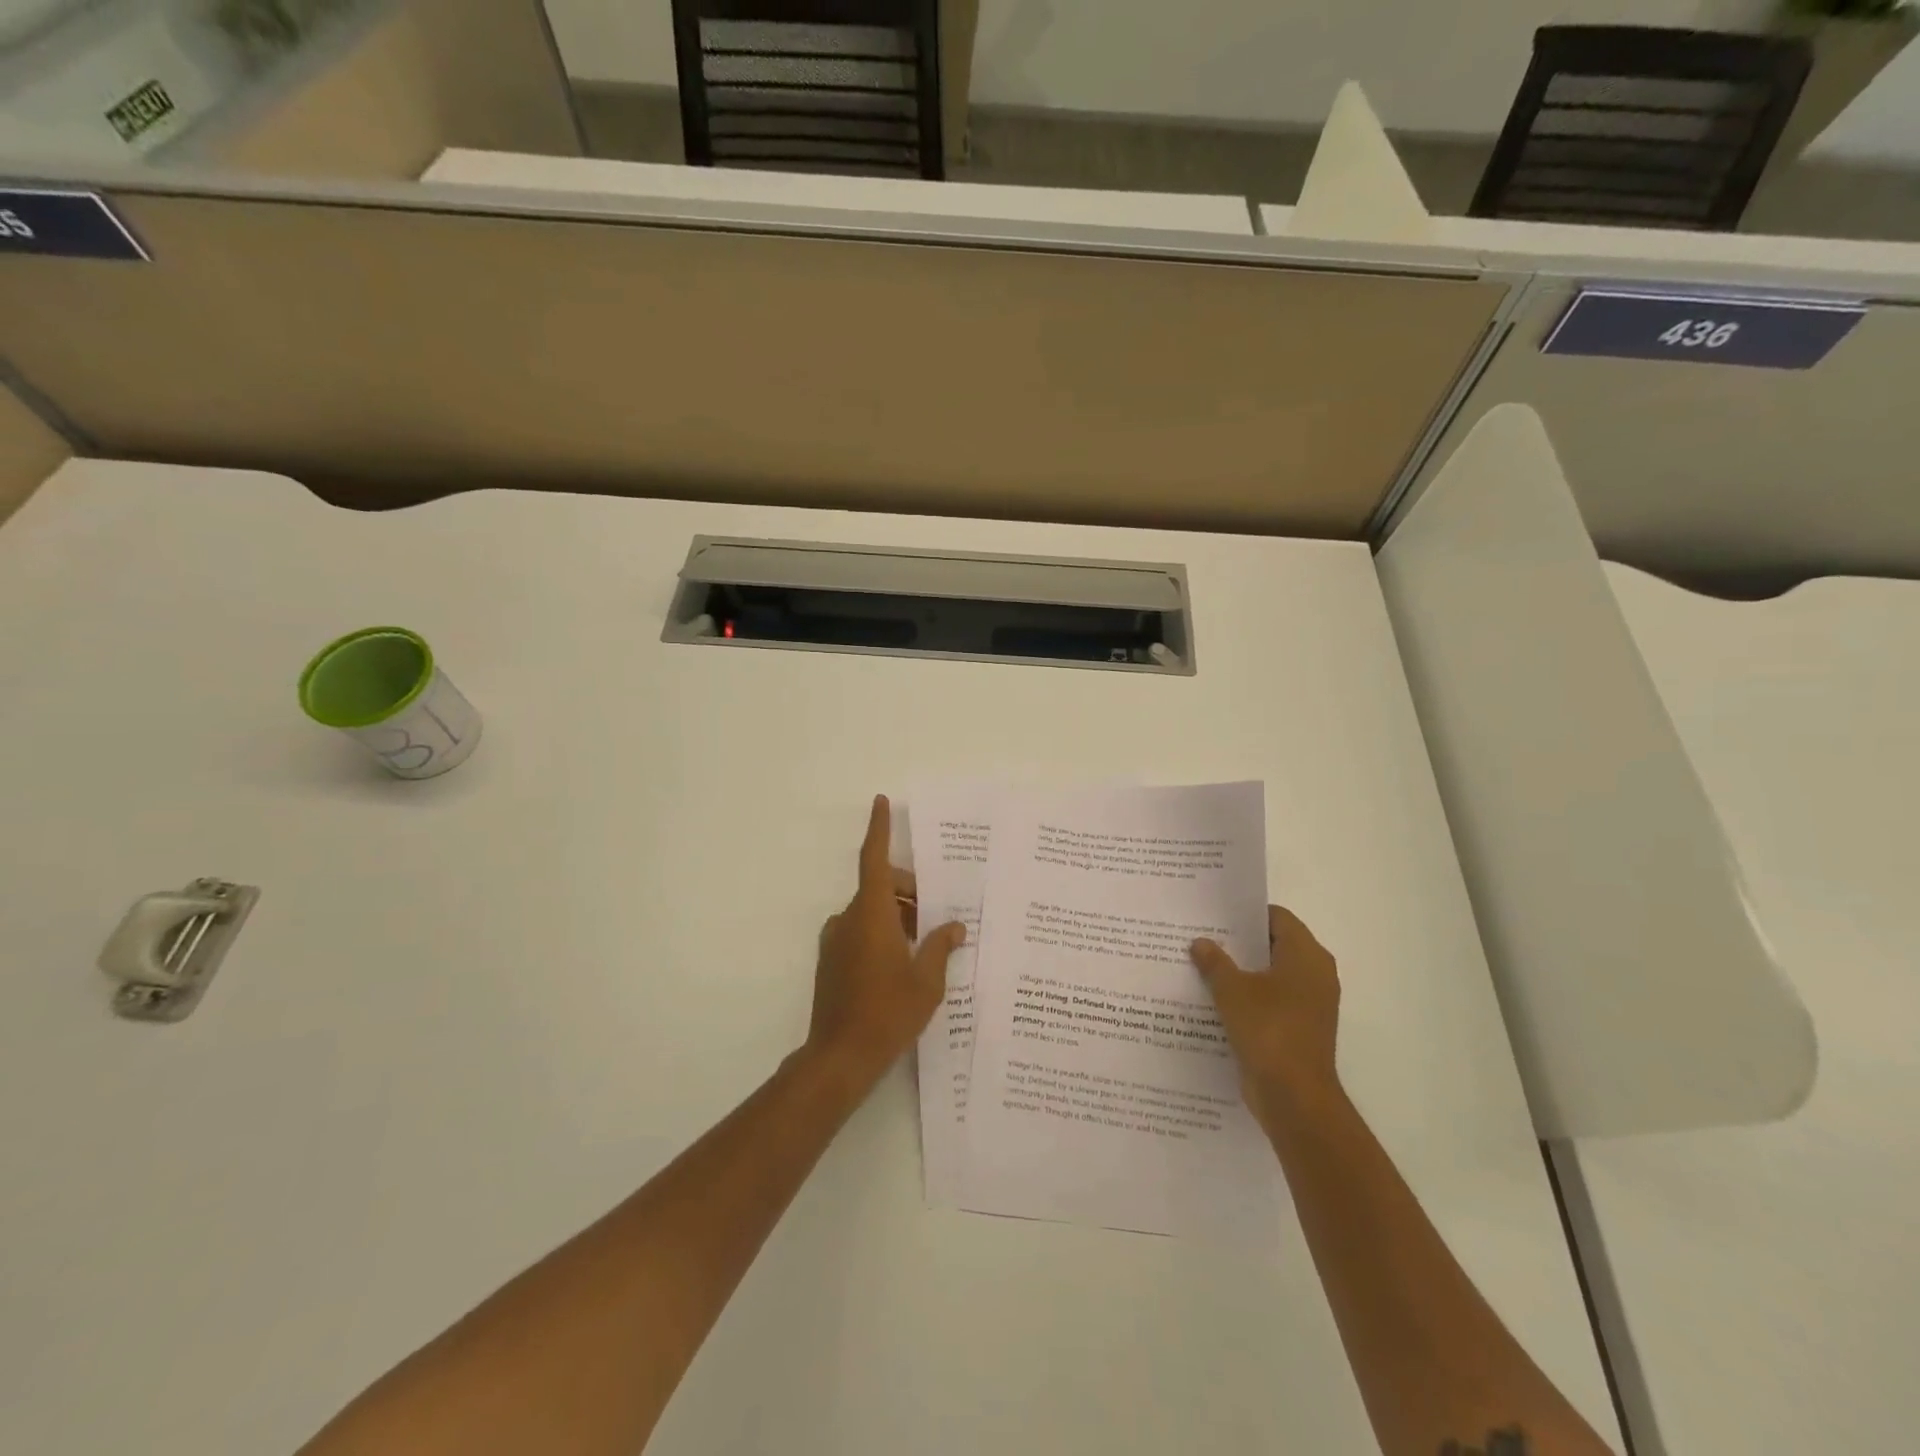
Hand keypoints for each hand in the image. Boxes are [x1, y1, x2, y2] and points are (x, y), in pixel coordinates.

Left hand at [804, 795, 965, 1090]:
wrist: (839, 1058)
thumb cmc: (888, 1012)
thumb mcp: (926, 980)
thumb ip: (940, 946)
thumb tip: (955, 926)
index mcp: (871, 913)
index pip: (875, 859)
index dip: (879, 828)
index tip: (881, 801)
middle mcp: (848, 919)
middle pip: (881, 887)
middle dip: (911, 891)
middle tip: (941, 914)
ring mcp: (835, 941)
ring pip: (872, 912)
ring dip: (899, 916)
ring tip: (929, 944)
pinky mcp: (831, 962)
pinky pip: (861, 932)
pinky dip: (883, 934)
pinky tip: (905, 963)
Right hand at [1191, 905, 1341, 1125]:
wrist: (1294, 1097)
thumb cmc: (1268, 1030)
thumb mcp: (1232, 990)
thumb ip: (1215, 962)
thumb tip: (1200, 943)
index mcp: (1306, 956)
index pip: (1277, 918)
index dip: (1246, 913)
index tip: (1214, 913)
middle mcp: (1314, 974)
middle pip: (1273, 945)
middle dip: (1238, 942)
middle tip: (1201, 935)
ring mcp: (1308, 1004)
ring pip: (1269, 975)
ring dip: (1240, 971)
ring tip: (1200, 963)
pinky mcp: (1297, 1028)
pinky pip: (1269, 1001)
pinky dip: (1246, 997)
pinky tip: (1213, 998)